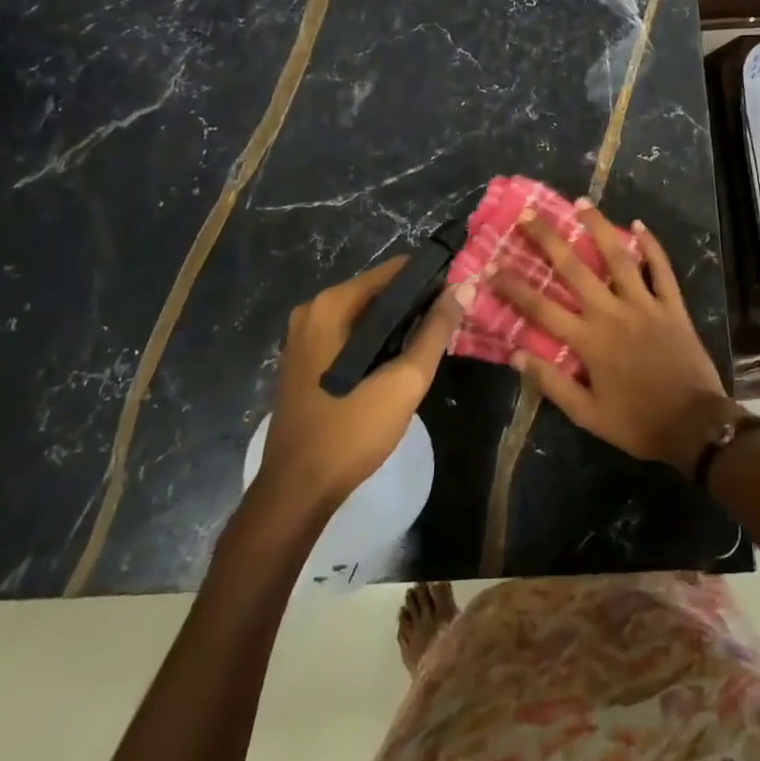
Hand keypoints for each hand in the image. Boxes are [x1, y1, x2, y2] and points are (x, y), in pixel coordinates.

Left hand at [256, 258, 462, 512]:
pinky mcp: (303, 357)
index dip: (431, 279)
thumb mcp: (405, 381)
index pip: (395, 270)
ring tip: (431, 342)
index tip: (459, 294)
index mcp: (333, 305)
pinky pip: (349, 333)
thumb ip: (435, 331)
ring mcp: (303, 334)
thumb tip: (462, 289)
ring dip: (397, 324)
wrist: (297, 490)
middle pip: (379, 290)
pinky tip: (397, 361)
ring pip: (365, 314)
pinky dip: (375, 339)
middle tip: (449, 324)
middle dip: (415, 303)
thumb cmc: (352, 432)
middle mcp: (313, 309)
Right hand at [491, 205, 737, 472]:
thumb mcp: (587, 415)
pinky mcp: (672, 305)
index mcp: (589, 341)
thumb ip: (551, 383)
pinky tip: (638, 225)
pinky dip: (651, 246)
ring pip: (618, 257)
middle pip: (574, 269)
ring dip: (598, 228)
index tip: (491, 267)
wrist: (694, 426)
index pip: (541, 307)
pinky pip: (661, 269)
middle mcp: (613, 313)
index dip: (513, 286)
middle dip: (548, 239)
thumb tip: (515, 354)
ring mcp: (645, 305)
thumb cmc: (637, 423)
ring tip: (581, 203)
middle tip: (528, 215)